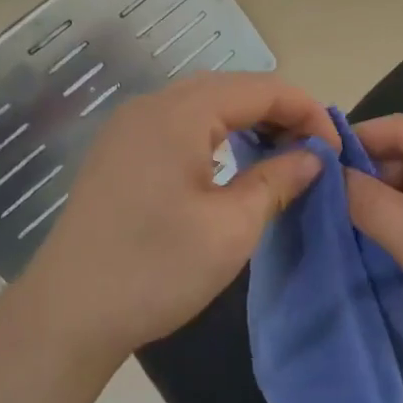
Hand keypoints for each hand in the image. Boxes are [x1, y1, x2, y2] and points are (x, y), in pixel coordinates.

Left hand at [15, 73, 338, 365]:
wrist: (67, 314)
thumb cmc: (155, 270)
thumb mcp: (231, 228)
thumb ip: (278, 181)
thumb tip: (312, 157)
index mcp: (179, 113)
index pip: (261, 88)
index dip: (306, 111)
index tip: (335, 150)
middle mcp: (151, 105)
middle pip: (230, 88)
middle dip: (278, 112)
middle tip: (312, 152)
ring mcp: (128, 126)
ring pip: (203, 104)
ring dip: (246, 122)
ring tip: (280, 155)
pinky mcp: (118, 151)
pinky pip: (178, 123)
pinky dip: (215, 134)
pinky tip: (231, 163)